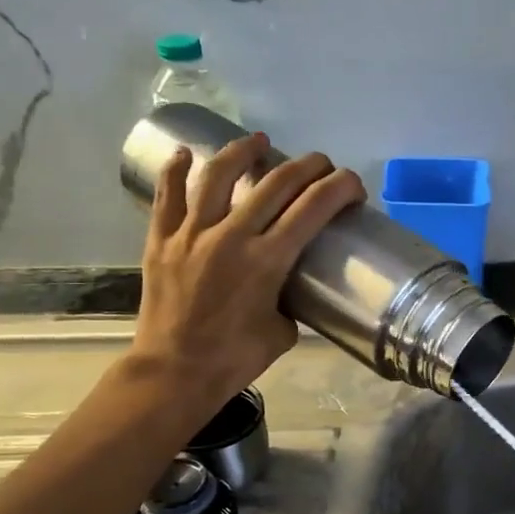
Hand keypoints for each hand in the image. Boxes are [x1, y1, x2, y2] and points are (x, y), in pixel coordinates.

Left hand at [129, 134, 364, 420]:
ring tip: (258, 141)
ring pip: (219, 175)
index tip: (352, 184)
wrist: (175, 372)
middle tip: (321, 164)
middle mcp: (232, 236)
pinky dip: (176, 171)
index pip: (313, 208)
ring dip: (244, 151)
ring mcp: (192, 234)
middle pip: (276, 183)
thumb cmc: (235, 359)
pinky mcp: (162, 240)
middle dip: (307, 166)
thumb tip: (286, 286)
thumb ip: (288, 299)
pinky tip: (184, 154)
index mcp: (268, 261)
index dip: (339, 188)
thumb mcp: (282, 330)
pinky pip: (168, 196)